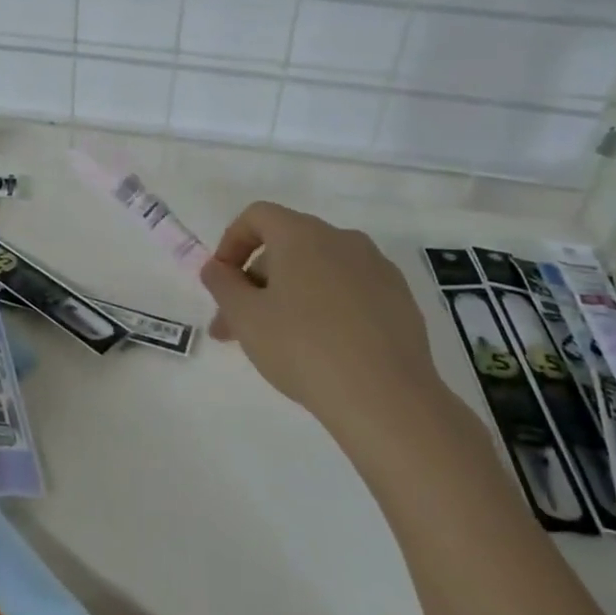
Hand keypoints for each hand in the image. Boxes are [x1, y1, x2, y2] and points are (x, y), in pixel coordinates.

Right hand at [199, 202, 449, 453]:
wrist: (387, 398)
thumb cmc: (303, 347)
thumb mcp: (246, 317)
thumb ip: (222, 284)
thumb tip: (215, 268)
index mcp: (302, 234)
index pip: (257, 216)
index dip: (231, 242)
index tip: (221, 281)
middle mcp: (342, 239)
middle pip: (286, 245)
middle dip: (255, 281)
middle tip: (236, 326)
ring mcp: (376, 268)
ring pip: (318, 270)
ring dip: (288, 295)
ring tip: (275, 341)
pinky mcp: (399, 299)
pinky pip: (349, 290)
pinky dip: (326, 306)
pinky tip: (321, 347)